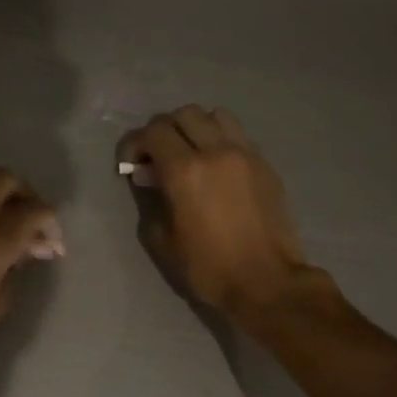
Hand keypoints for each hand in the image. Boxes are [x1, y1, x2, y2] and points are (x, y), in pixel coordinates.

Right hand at [119, 106, 311, 326]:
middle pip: (183, 114)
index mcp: (185, 171)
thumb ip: (153, 200)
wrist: (266, 282)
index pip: (153, 132)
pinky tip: (215, 167)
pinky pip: (237, 135)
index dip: (134, 143)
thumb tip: (152, 180)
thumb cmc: (208, 267)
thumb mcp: (163, 240)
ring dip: (195, 128)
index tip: (130, 164)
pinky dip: (219, 140)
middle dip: (163, 130)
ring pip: (214, 116)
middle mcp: (216, 151)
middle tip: (156, 157)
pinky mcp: (265, 164)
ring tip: (189, 154)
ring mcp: (245, 154)